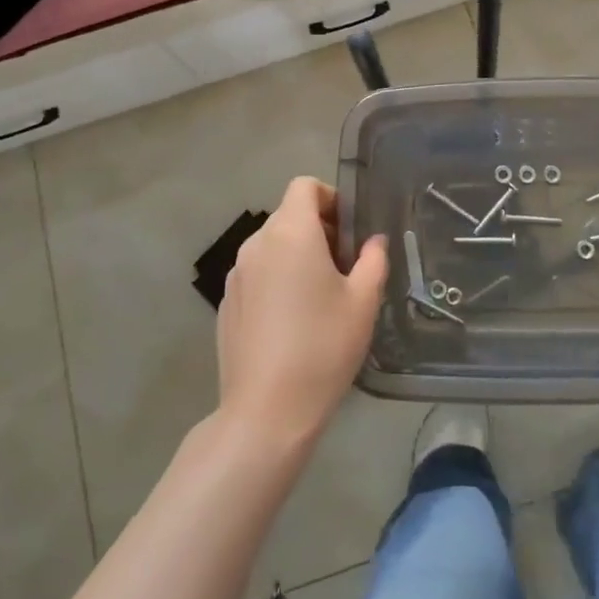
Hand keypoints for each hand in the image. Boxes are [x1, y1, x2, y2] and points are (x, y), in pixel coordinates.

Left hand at [216, 177, 386, 448]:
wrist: (266, 411)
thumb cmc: (323, 347)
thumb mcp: (363, 302)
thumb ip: (373, 260)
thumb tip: (373, 242)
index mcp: (291, 233)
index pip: (304, 186)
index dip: (330, 198)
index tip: (349, 231)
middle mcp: (257, 244)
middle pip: (289, 216)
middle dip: (319, 230)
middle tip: (345, 268)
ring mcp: (236, 274)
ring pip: (272, 246)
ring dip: (297, 256)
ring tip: (320, 298)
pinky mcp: (226, 303)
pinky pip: (257, 274)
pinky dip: (276, 281)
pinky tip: (291, 323)